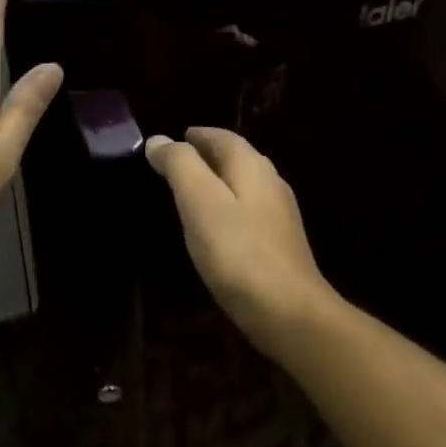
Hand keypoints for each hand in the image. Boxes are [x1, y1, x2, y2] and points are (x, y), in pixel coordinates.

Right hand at [145, 127, 337, 352]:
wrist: (286, 310)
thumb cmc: (237, 251)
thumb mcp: (199, 201)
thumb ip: (179, 166)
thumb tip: (159, 140)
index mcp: (252, 167)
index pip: (223, 138)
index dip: (197, 136)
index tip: (174, 140)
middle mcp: (271, 184)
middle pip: (237, 159)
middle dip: (208, 156)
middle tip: (178, 163)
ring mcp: (279, 216)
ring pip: (244, 186)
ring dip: (218, 182)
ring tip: (191, 191)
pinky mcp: (279, 245)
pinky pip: (247, 213)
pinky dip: (227, 208)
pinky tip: (215, 227)